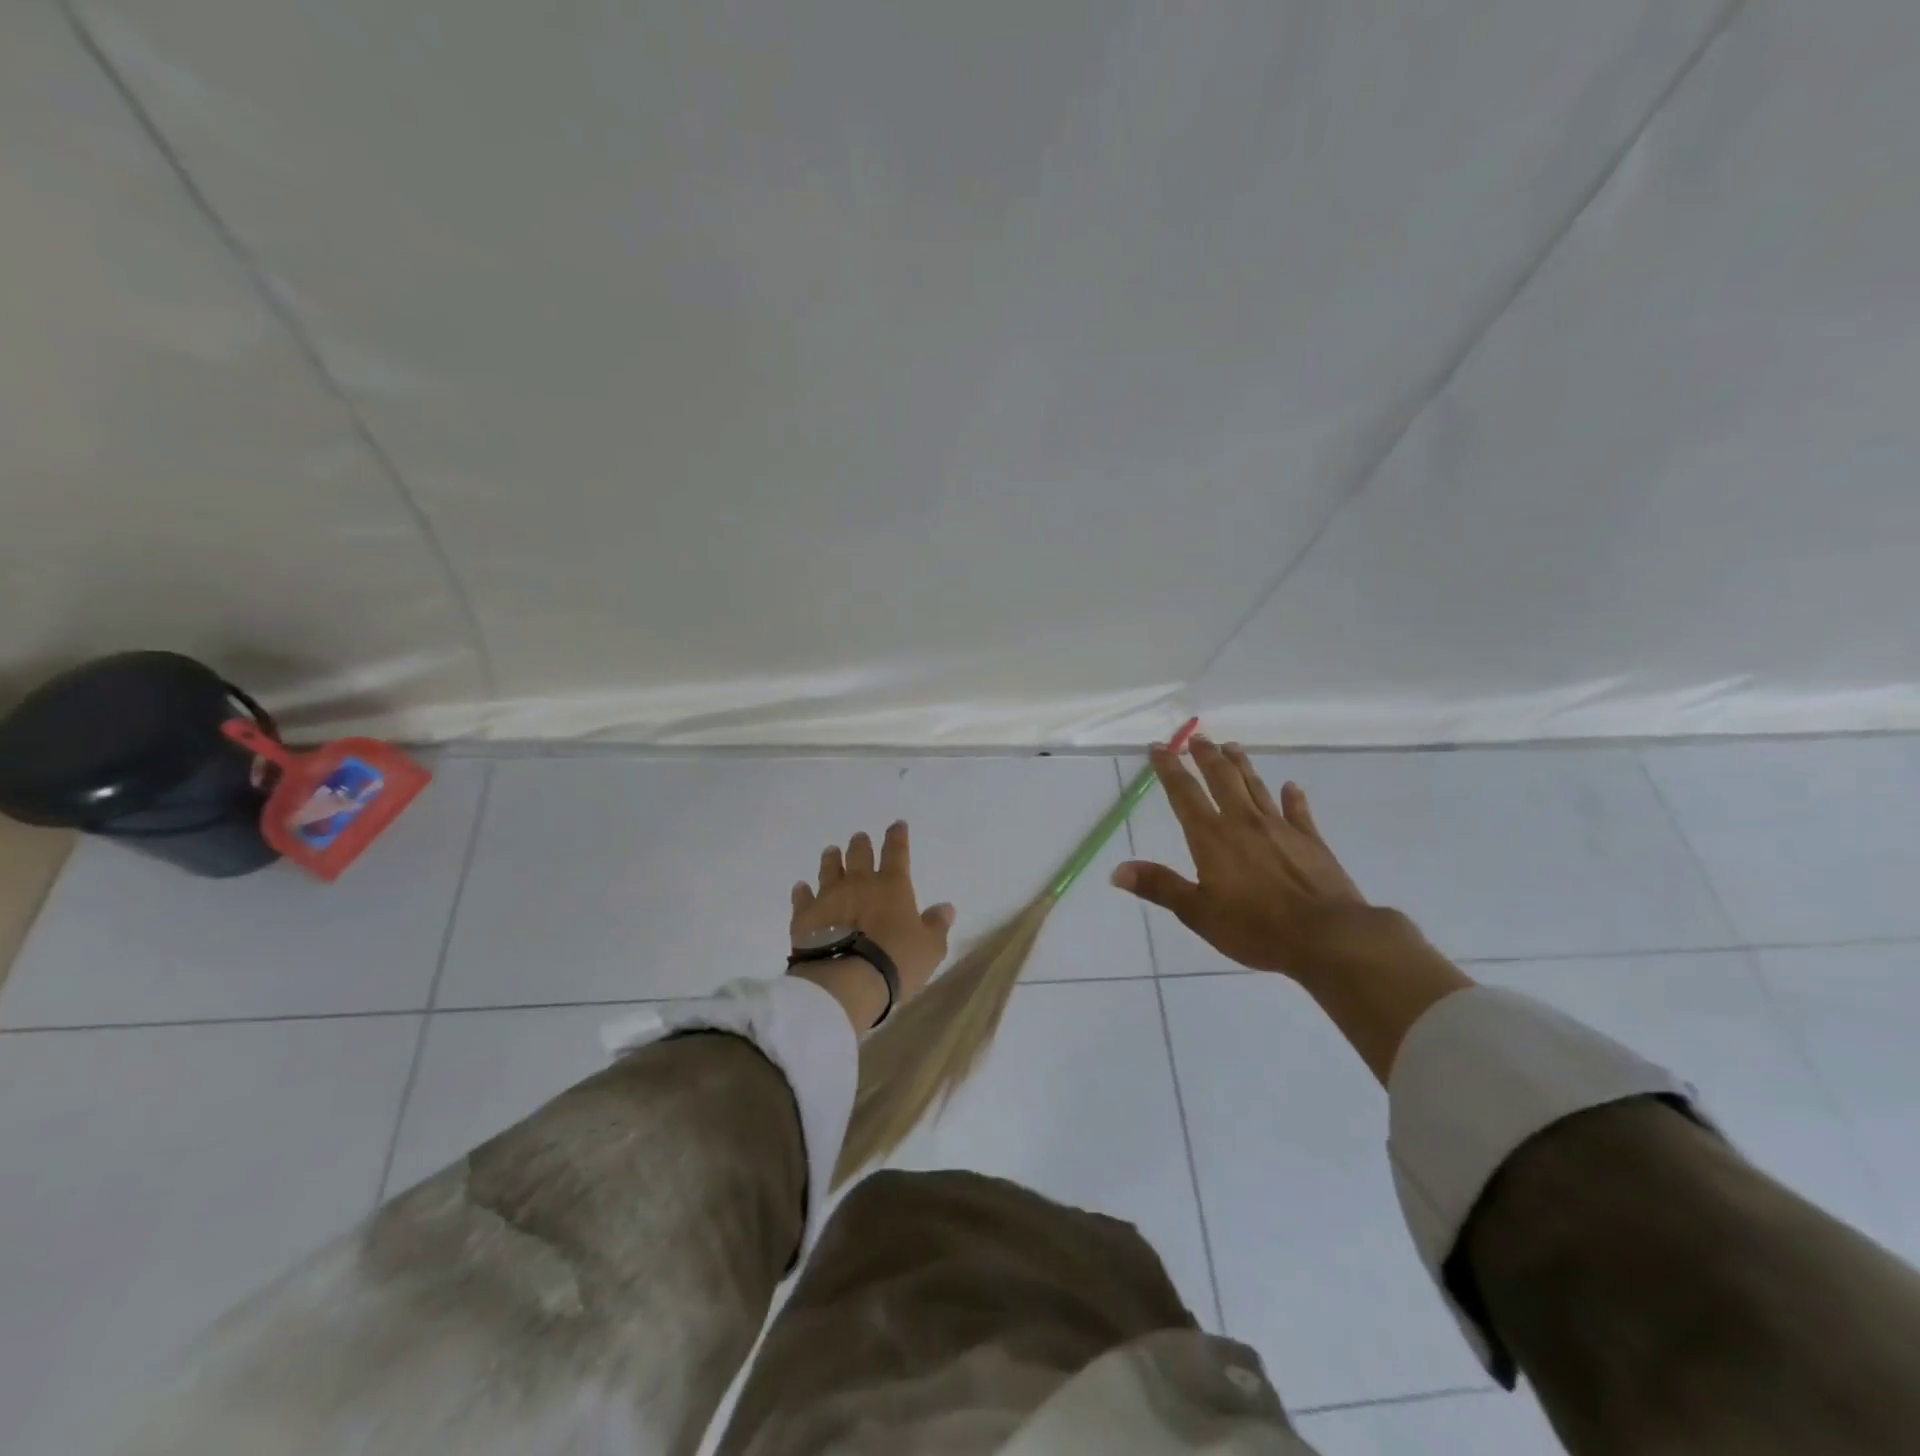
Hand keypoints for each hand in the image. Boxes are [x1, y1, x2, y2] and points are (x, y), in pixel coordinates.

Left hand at [790, 821, 955, 1029]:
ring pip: (829, 869)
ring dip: (831, 859)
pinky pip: (802, 897)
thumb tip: (946, 908)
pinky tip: (801, 887)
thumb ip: (937, 925)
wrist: (846, 980)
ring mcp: (829, 897)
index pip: (896, 852)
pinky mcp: (805, 916)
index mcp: (892, 886)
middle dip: (861, 844)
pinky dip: (802, 891)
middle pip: (859, 855)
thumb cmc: (895, 961)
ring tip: (831, 852)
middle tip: (860, 838)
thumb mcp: (930, 948)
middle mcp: (859, 883)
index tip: (897, 825)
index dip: (897, 837)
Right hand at [1110, 737, 1382, 981]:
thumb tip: (1117, 870)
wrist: (1327, 936)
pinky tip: (1290, 786)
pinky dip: (1293, 797)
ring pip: (1256, 786)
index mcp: (1211, 837)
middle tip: (1197, 737)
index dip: (1169, 768)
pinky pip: (1298, 811)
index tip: (1159, 747)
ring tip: (1231, 747)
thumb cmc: (1255, 927)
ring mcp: (1280, 828)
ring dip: (1241, 765)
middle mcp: (1243, 822)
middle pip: (1222, 779)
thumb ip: (1159, 886)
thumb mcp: (1197, 913)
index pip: (1184, 793)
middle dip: (1206, 756)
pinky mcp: (1311, 841)